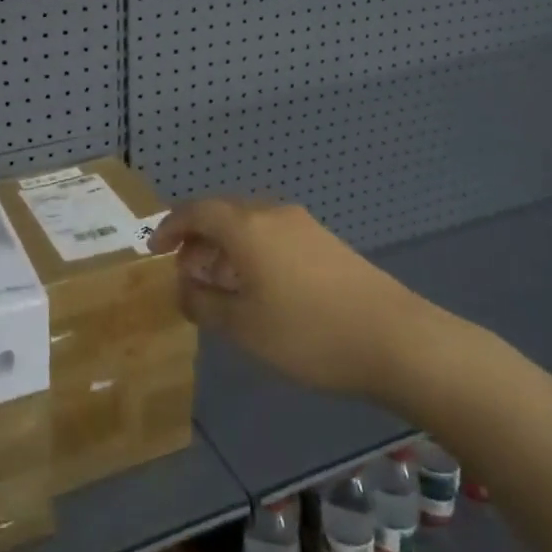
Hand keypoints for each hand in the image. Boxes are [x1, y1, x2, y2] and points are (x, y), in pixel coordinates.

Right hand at [153, 198, 437, 398]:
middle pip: (222, 214)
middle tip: (186, 274)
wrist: (397, 340)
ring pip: (249, 226)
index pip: (195, 211)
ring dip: (225, 249)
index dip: (169, 227)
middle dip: (197, 240)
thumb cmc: (308, 333)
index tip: (154, 251)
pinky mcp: (326, 243)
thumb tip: (183, 288)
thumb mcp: (242, 327)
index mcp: (246, 226)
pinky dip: (252, 254)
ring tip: (220, 286)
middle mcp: (272, 214)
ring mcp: (303, 226)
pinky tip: (259, 290)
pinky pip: (273, 236)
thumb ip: (203, 304)